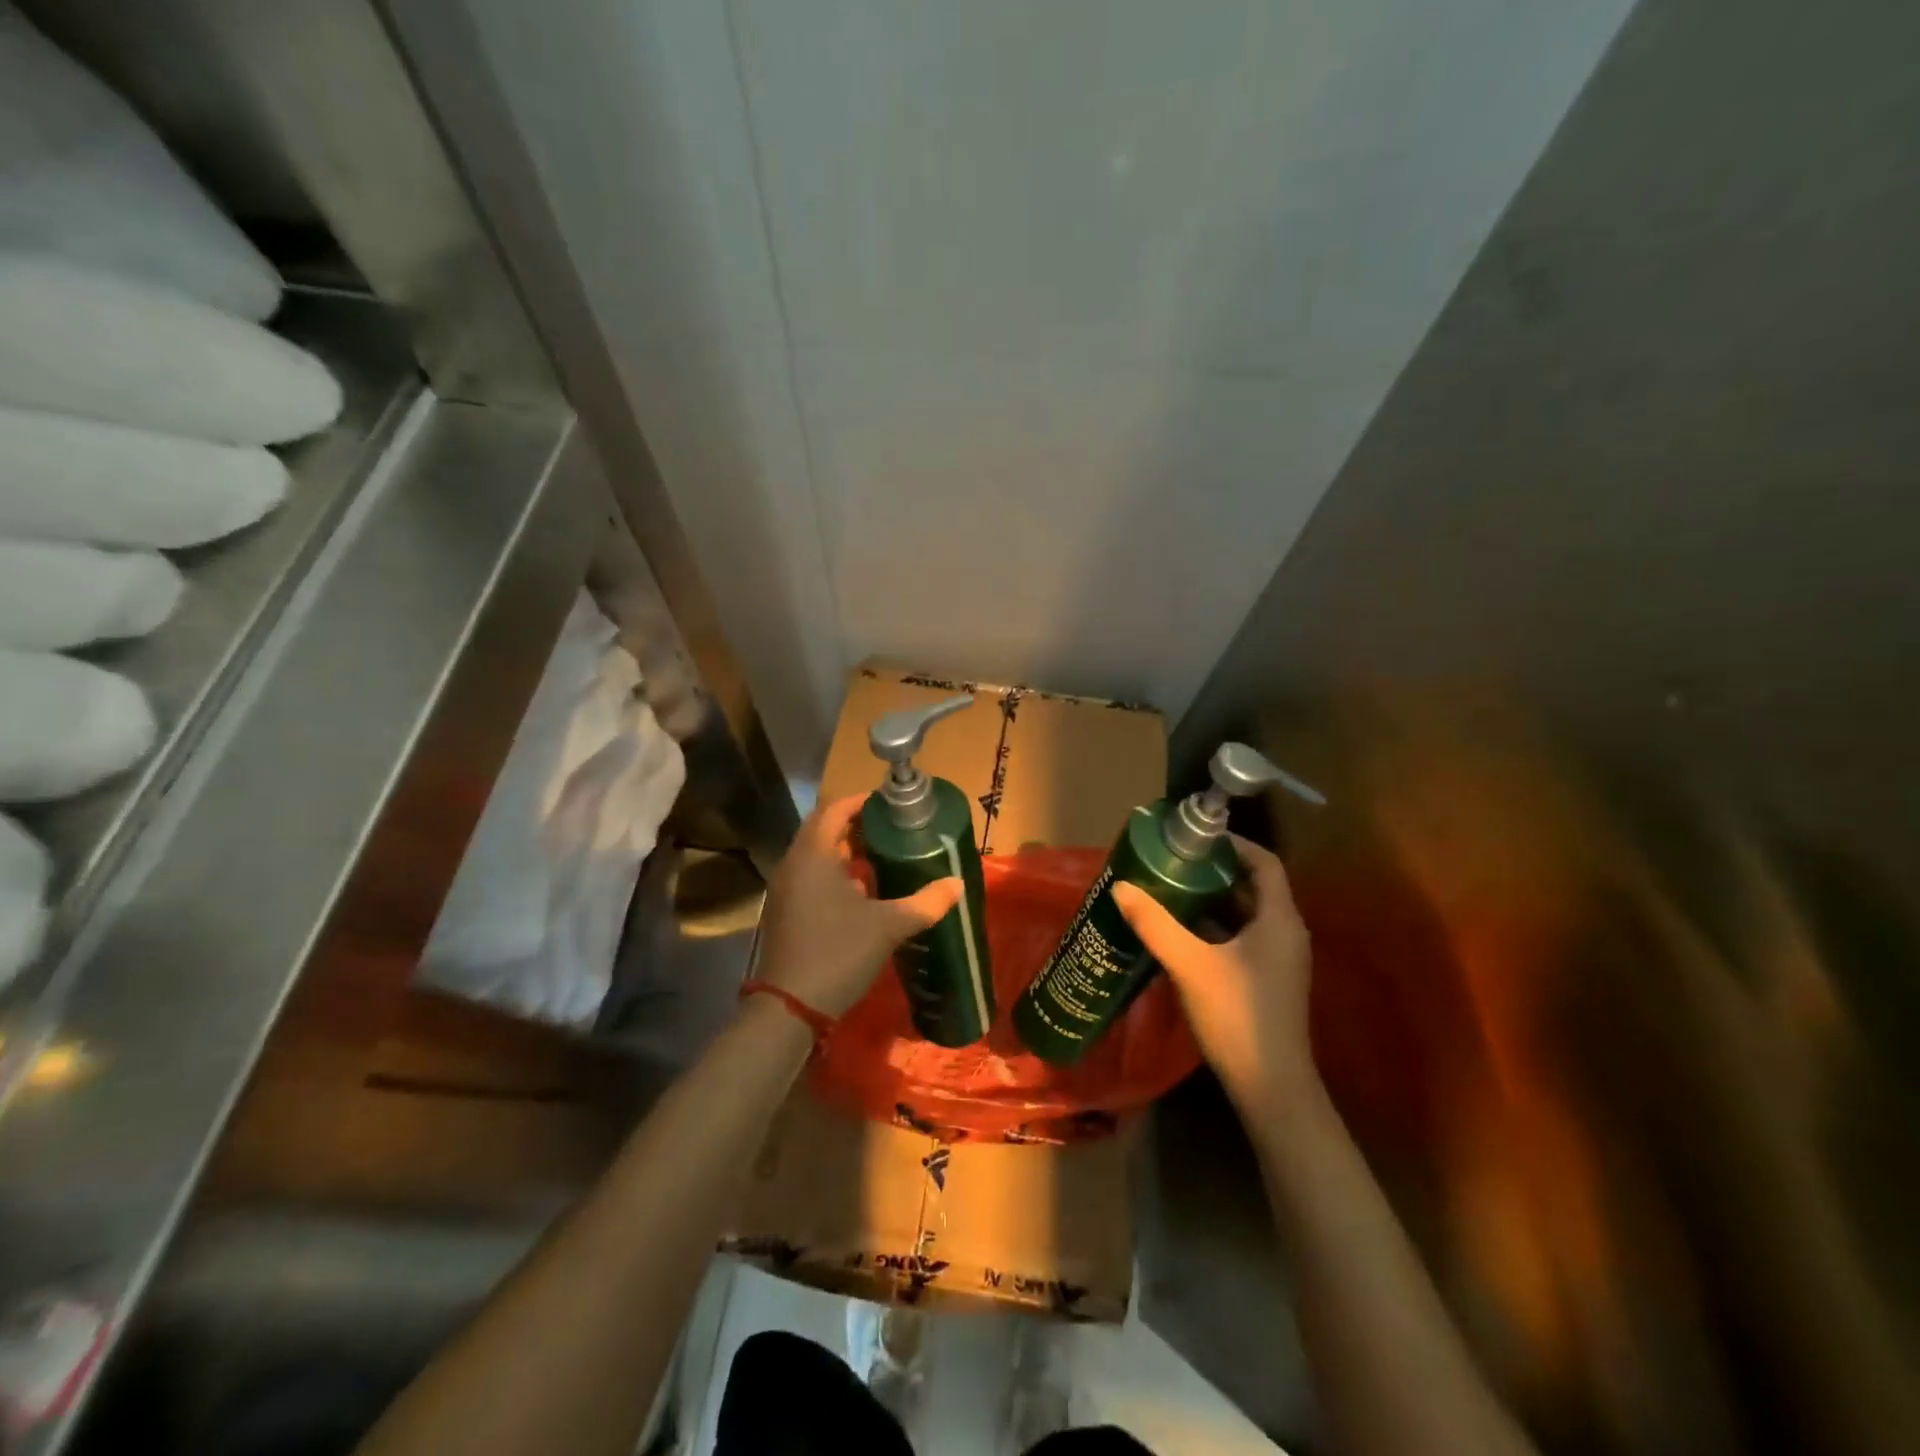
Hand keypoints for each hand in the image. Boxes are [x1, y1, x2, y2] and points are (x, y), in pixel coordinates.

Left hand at [754, 793, 963, 1017]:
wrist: (789, 1008)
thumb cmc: (838, 953)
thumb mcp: (889, 926)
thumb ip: (925, 902)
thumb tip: (958, 884)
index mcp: (814, 855)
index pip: (835, 809)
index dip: (862, 802)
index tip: (891, 804)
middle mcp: (794, 864)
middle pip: (824, 829)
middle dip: (857, 826)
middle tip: (892, 829)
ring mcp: (785, 889)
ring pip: (817, 855)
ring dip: (846, 851)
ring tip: (883, 856)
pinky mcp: (785, 911)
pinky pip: (811, 877)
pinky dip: (835, 874)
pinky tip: (863, 891)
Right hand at [1112, 834, 1315, 1115]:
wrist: (1270, 1088)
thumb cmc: (1237, 1016)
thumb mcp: (1190, 964)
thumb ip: (1154, 923)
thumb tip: (1120, 886)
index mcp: (1279, 919)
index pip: (1264, 862)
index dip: (1234, 844)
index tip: (1195, 837)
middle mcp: (1285, 933)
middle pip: (1253, 885)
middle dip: (1214, 870)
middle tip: (1173, 860)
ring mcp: (1278, 959)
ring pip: (1245, 914)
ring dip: (1211, 899)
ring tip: (1170, 888)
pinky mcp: (1265, 980)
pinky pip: (1240, 938)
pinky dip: (1213, 927)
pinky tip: (1179, 931)